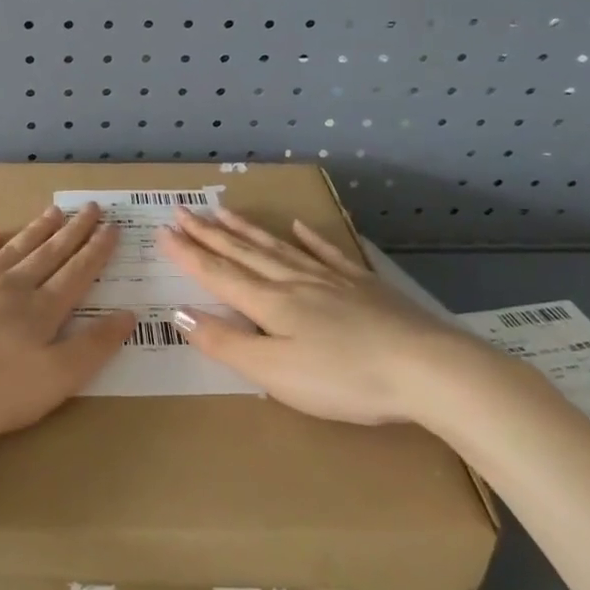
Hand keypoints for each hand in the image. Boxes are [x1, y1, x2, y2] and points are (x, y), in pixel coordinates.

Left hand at [0, 203, 134, 443]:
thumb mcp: (54, 380)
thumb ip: (92, 347)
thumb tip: (127, 315)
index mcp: (41, 310)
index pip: (77, 273)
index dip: (97, 251)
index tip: (112, 227)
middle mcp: (11, 286)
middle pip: (49, 253)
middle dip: (73, 231)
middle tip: (91, 208)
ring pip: (13, 248)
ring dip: (36, 230)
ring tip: (54, 211)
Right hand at [157, 206, 483, 424]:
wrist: (427, 369)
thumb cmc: (344, 378)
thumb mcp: (276, 373)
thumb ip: (227, 343)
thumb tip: (179, 313)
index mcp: (269, 304)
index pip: (218, 273)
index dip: (188, 254)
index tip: (162, 232)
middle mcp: (293, 282)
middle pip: (243, 252)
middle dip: (209, 233)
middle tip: (182, 210)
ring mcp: (330, 280)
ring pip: (278, 247)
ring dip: (246, 230)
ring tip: (223, 211)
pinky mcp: (362, 286)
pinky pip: (327, 254)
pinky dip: (309, 239)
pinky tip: (299, 227)